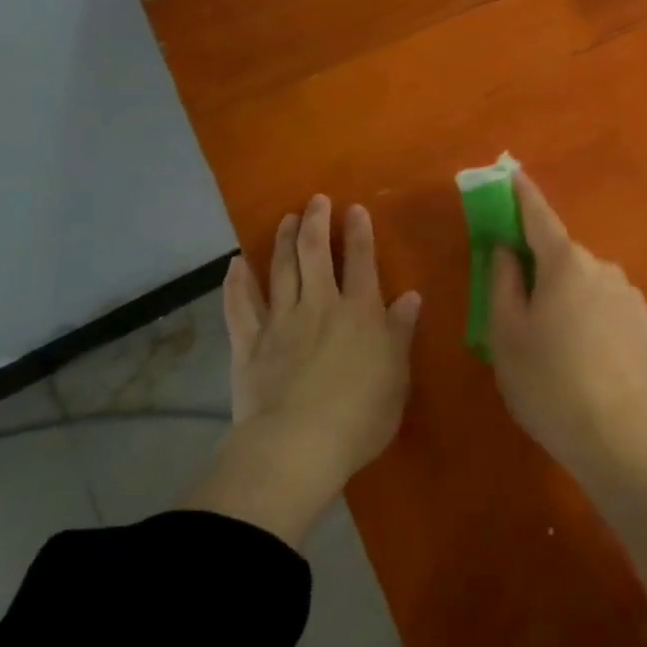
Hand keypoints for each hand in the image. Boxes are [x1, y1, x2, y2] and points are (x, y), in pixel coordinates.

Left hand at [183, 195, 419, 543]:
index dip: (358, 233)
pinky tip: (236, 264)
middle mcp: (320, 305)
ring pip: (281, 271)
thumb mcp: (396, 375)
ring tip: (287, 219)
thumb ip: (400, 332)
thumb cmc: (360, 414)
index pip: (361, 261)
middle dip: (317, 224)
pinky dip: (237, 283)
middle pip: (316, 255)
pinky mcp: (249, 345)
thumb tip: (410, 296)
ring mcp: (281, 322)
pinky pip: (240, 306)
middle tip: (316, 200)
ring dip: (284, 242)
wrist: (298, 446)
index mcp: (359, 312)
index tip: (354, 209)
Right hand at [489, 171, 646, 476]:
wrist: (615, 434)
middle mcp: (601, 266)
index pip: (539, 217)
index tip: (513, 173)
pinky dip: (592, 318)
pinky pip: (608, 306)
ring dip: (569, 299)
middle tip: (523, 313)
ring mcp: (629, 293)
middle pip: (562, 258)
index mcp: (564, 263)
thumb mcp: (506, 334)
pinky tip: (587, 358)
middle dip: (541, 271)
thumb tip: (506, 249)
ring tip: (557, 348)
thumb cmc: (546, 381)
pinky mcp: (645, 320)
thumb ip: (502, 281)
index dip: (523, 195)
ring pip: (586, 284)